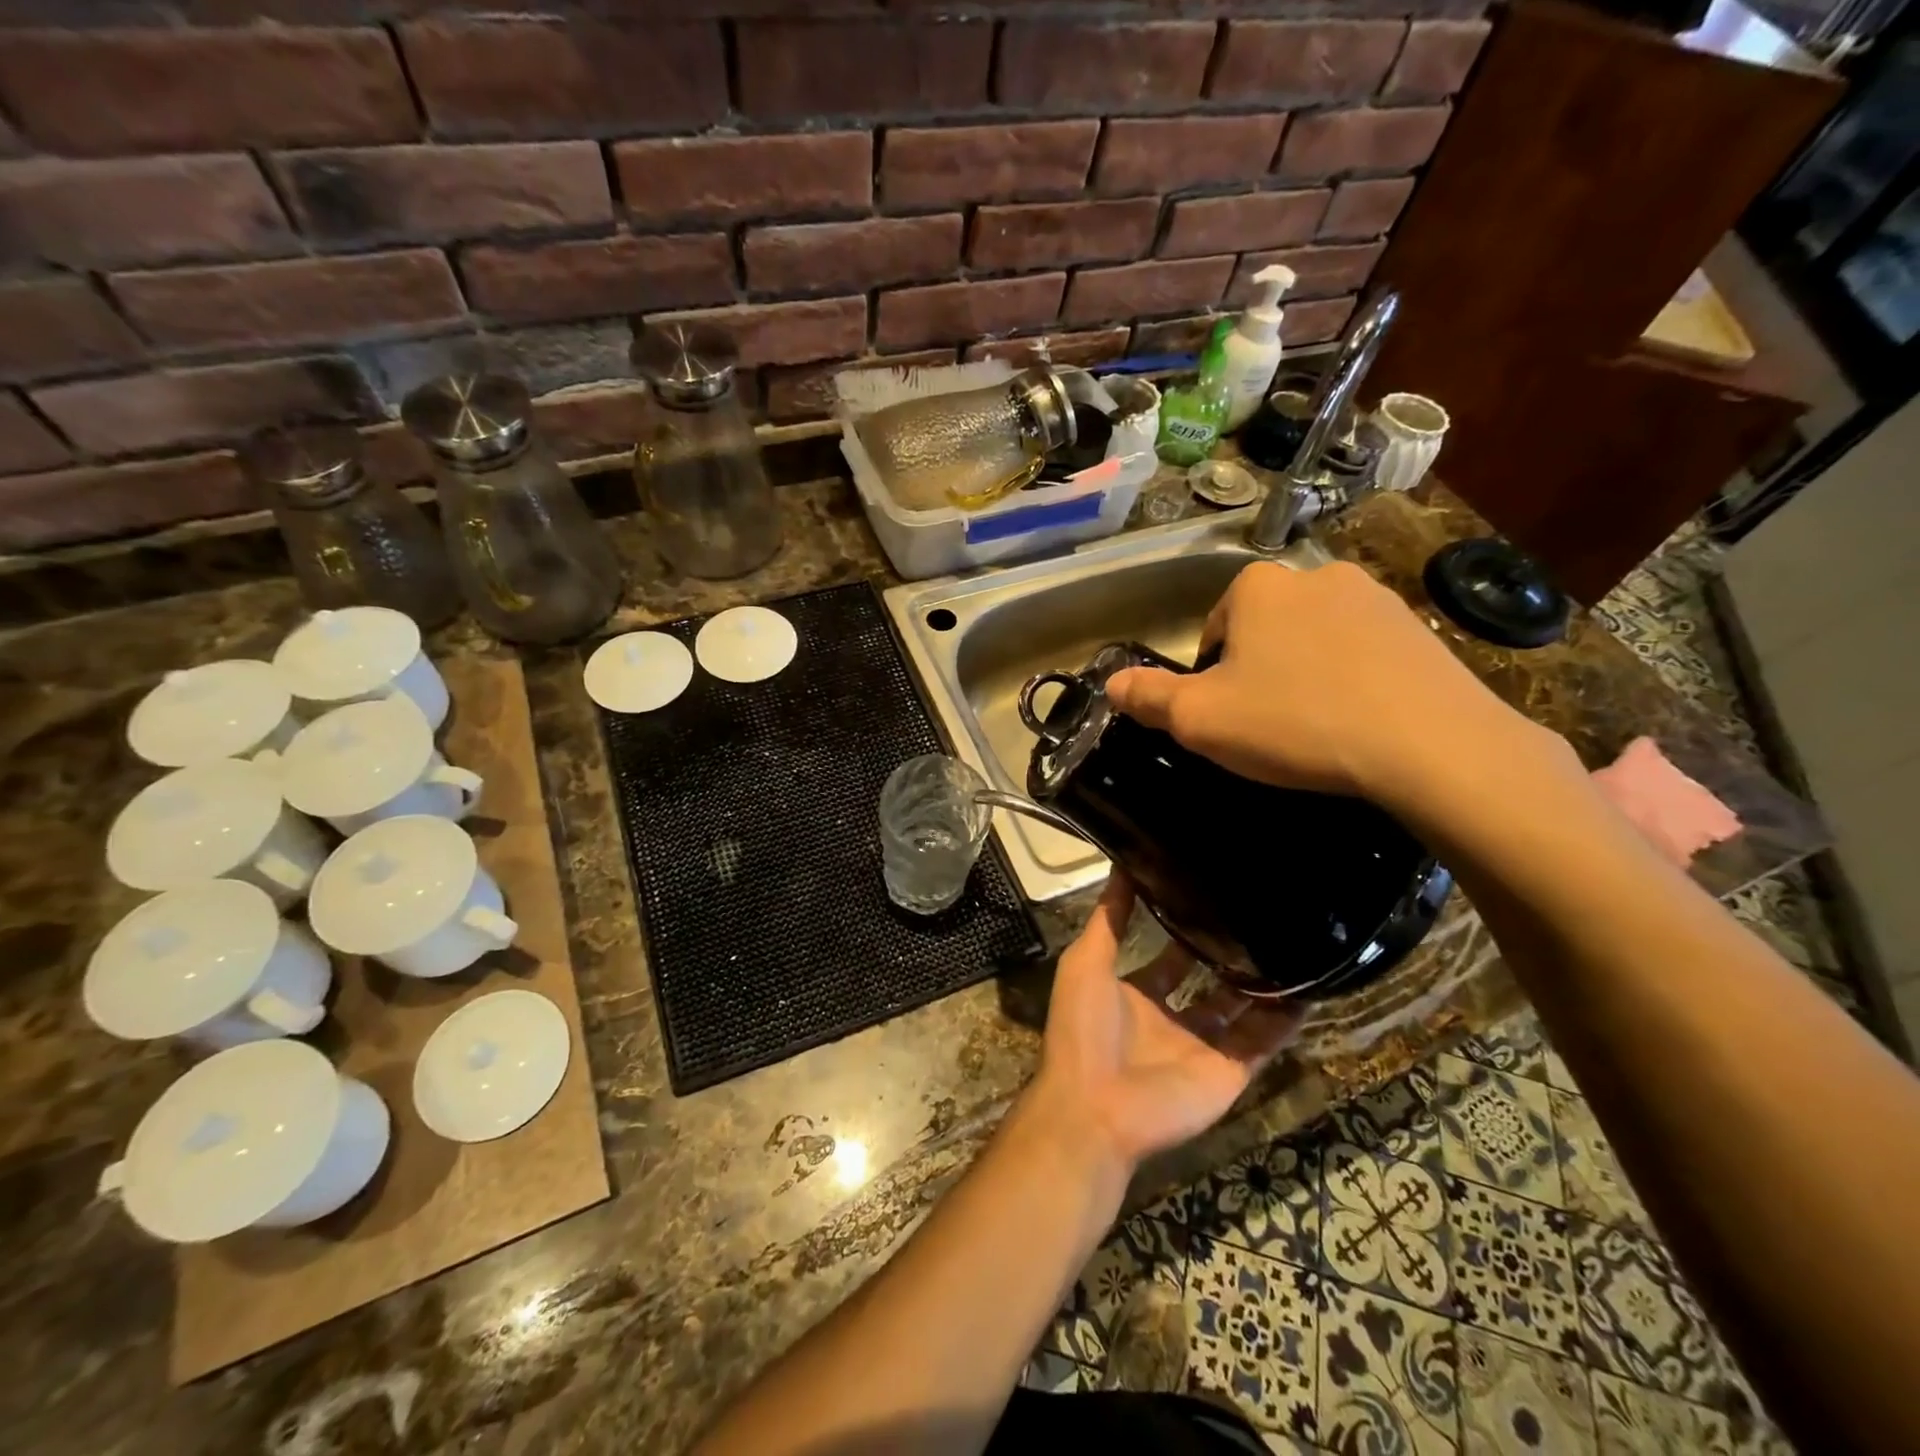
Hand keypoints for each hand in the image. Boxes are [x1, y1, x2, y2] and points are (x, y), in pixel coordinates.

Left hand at [1033, 875, 1300, 1169]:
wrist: (1096, 1107)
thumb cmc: (1084, 1027)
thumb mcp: (1087, 961)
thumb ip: (1109, 918)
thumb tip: (1122, 865)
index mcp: (1136, 993)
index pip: (1167, 956)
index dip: (1184, 930)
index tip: (1210, 897)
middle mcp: (1172, 1018)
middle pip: (1208, 981)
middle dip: (1228, 954)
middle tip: (1262, 915)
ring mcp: (1203, 1046)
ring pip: (1242, 1010)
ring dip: (1263, 984)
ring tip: (1294, 942)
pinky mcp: (1229, 1071)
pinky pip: (1263, 1042)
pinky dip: (1285, 1020)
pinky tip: (1311, 987)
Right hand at [1106, 560, 1541, 814]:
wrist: (1429, 744)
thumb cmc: (1295, 722)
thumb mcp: (1201, 719)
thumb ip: (1149, 697)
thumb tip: (1112, 682)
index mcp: (1256, 587)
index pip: (1214, 629)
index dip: (1211, 677)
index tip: (1227, 717)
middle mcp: (1314, 575)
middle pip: (1264, 630)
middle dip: (1259, 672)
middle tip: (1268, 727)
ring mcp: (1374, 596)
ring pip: (1314, 640)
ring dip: (1305, 674)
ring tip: (1316, 728)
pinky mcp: (1417, 626)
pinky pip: (1363, 653)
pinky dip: (1352, 681)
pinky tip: (1360, 722)